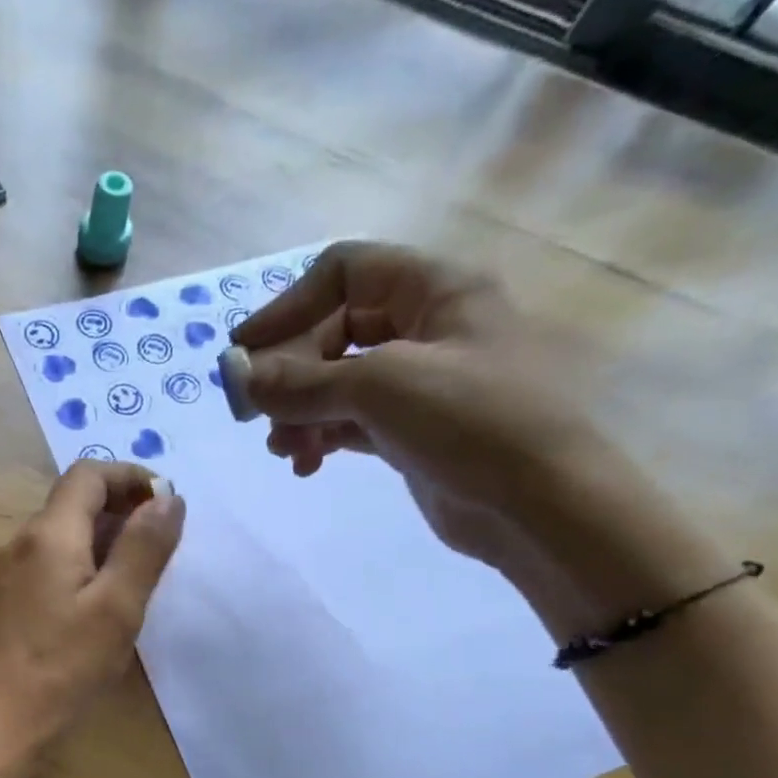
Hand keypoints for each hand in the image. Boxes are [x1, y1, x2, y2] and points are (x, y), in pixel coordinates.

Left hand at [0, 460, 184, 777]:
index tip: (167, 502)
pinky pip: (50, 563)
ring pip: (62, 534)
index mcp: (50, 534)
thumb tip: (168, 498)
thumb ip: (144, 548)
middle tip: (162, 542)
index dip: (131, 477)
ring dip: (104, 538)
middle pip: (74, 502)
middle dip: (122, 509)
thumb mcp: (117, 608)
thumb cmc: (62, 668)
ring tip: (139, 573)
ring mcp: (9, 572)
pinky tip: (101, 602)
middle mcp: (23, 542)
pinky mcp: (6, 601)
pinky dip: (82, 564)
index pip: (89, 474)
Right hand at [230, 241, 616, 573]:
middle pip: (332, 331)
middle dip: (290, 373)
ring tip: (283, 450)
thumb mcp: (381, 387)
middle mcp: (425, 327)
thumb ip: (301, 382)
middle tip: (258, 414)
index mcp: (433, 289)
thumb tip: (237, 377)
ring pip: (336, 383)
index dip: (288, 305)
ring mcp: (418, 382)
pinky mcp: (410, 431)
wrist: (540, 505)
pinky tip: (306, 465)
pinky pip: (349, 422)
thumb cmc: (473, 422)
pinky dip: (320, 438)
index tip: (245, 351)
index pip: (344, 272)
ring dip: (299, 412)